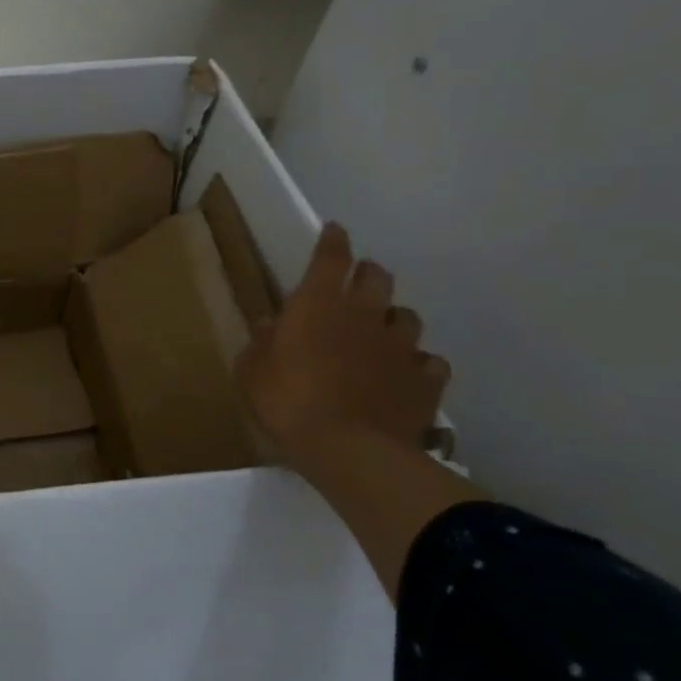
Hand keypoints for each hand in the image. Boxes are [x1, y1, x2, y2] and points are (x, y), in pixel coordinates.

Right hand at [235, 222, 449, 461]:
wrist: (348, 448)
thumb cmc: (286, 401)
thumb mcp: (251, 371)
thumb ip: (261, 343)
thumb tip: (271, 325)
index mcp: (318, 304)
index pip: (331, 257)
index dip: (333, 241)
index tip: (334, 231)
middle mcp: (364, 314)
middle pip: (377, 276)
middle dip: (367, 274)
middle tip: (356, 286)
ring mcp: (400, 346)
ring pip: (407, 317)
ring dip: (393, 319)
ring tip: (381, 334)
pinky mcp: (426, 380)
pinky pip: (430, 362)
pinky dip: (418, 363)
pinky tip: (406, 374)